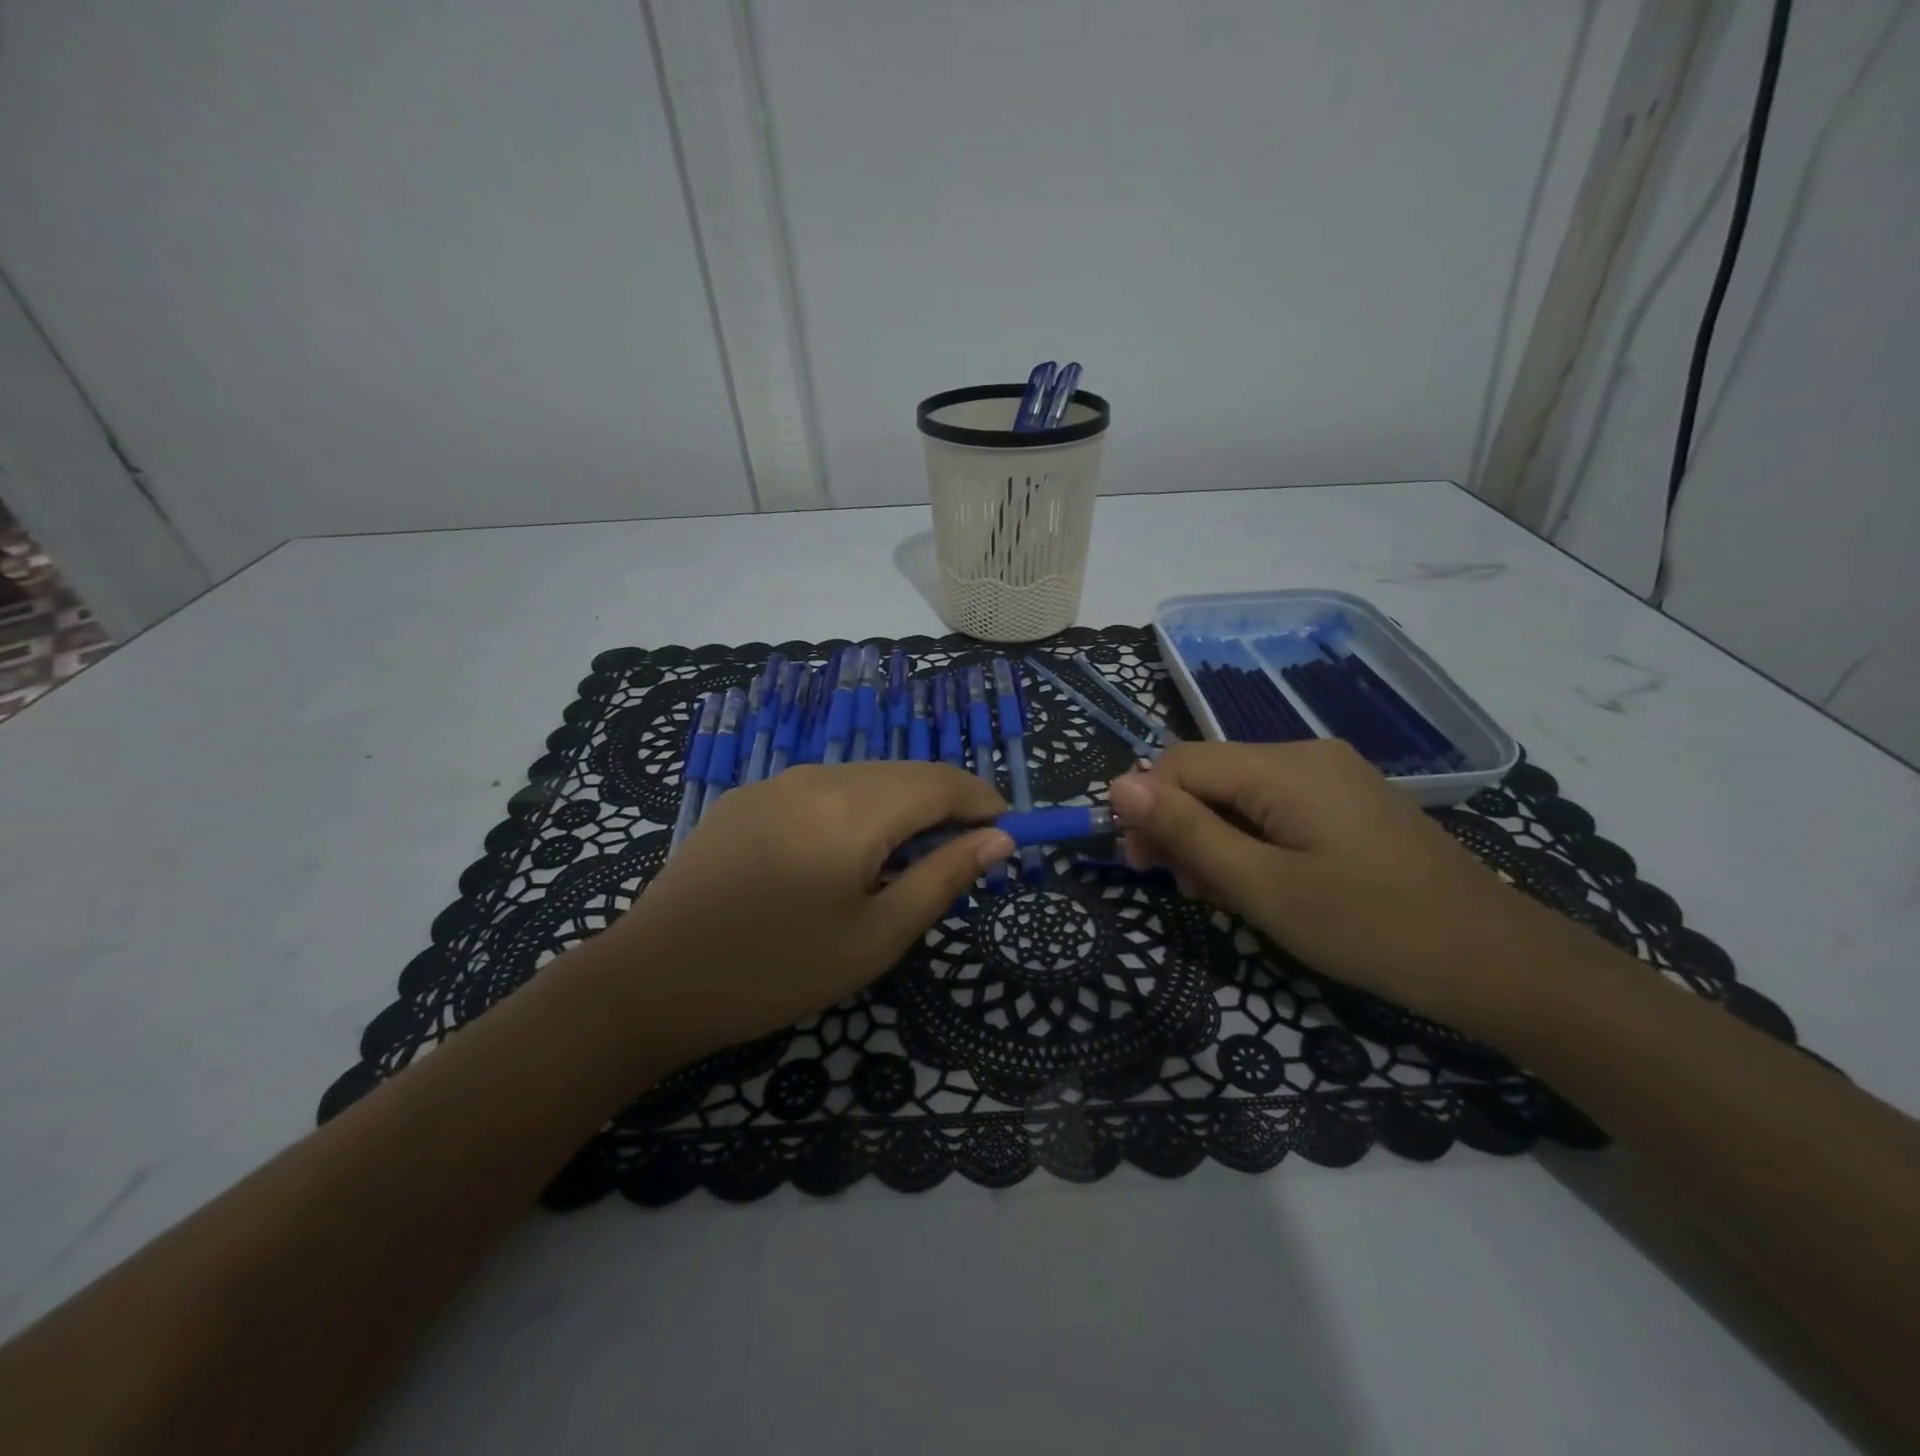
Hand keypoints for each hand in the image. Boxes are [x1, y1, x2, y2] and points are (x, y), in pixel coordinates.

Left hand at [598, 763, 1013, 1070]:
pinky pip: (822, 790)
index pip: (941, 781)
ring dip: (900, 807)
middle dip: (945, 804)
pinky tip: (844, 855)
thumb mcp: (875, 938)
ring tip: (905, 861)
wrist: (651, 981)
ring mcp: (775, 783)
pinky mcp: (746, 798)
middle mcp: (817, 777)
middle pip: (903, 774)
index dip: (982, 799)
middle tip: (963, 853)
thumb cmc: (775, 970)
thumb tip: (999, 839)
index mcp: (853, 809)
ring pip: (863, 779)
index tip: (1007, 831)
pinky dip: (856, 809)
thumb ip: (942, 878)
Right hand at [1108, 740, 1580, 1027]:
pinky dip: (1250, 840)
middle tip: (1182, 889)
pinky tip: (1258, 883)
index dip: (1147, 807)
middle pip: (1209, 775)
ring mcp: (1331, 776)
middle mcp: (1305, 754)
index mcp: (1283, 766)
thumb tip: (1118, 786)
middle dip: (1181, 826)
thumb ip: (1186, 831)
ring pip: (1239, 794)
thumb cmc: (1369, 927)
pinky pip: (1274, 807)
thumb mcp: (1262, 886)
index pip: (1179, 762)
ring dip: (1214, 839)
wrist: (1496, 962)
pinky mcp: (1347, 802)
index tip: (1141, 865)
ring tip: (1220, 895)